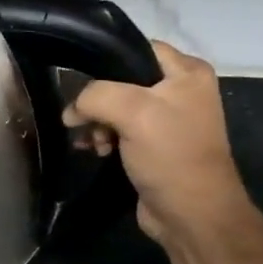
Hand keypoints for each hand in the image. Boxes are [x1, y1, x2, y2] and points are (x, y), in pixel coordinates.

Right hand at [62, 40, 247, 247]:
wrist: (190, 214)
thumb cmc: (170, 155)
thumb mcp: (134, 112)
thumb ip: (97, 96)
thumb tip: (72, 110)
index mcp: (187, 72)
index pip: (137, 49)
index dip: (106, 62)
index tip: (79, 81)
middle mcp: (180, 91)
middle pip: (122, 80)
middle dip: (97, 101)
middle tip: (82, 121)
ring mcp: (166, 121)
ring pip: (116, 108)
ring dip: (97, 123)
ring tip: (91, 142)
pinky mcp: (153, 147)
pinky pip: (119, 131)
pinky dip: (103, 138)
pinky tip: (95, 151)